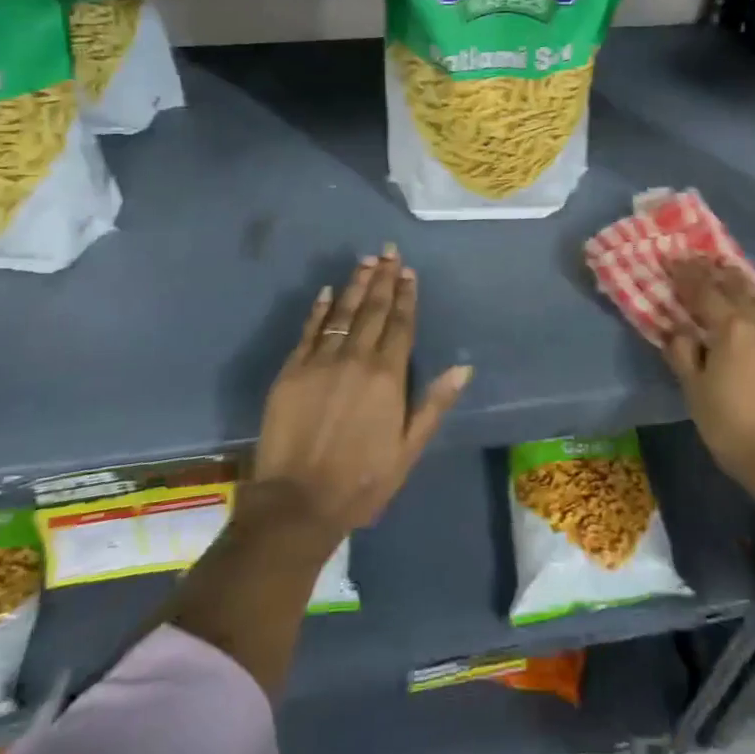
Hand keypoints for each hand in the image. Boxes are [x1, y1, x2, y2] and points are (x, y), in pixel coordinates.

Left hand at [248, 246, 470, 550]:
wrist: (297, 502)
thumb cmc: (361, 480)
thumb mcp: (408, 449)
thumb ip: (434, 404)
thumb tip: (463, 367)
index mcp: (388, 375)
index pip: (400, 324)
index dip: (405, 296)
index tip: (408, 271)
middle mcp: (356, 358)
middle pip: (372, 310)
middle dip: (382, 279)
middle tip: (388, 251)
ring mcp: (321, 361)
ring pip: (342, 313)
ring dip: (355, 285)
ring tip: (365, 261)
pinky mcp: (292, 370)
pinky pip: (309, 330)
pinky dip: (319, 309)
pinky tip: (326, 292)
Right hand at [661, 258, 754, 512]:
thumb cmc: (732, 429)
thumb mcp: (695, 393)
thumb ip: (683, 354)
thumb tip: (676, 327)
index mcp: (728, 331)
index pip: (703, 293)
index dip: (687, 275)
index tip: (675, 261)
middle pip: (735, 289)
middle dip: (715, 272)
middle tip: (701, 260)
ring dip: (747, 284)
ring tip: (734, 273)